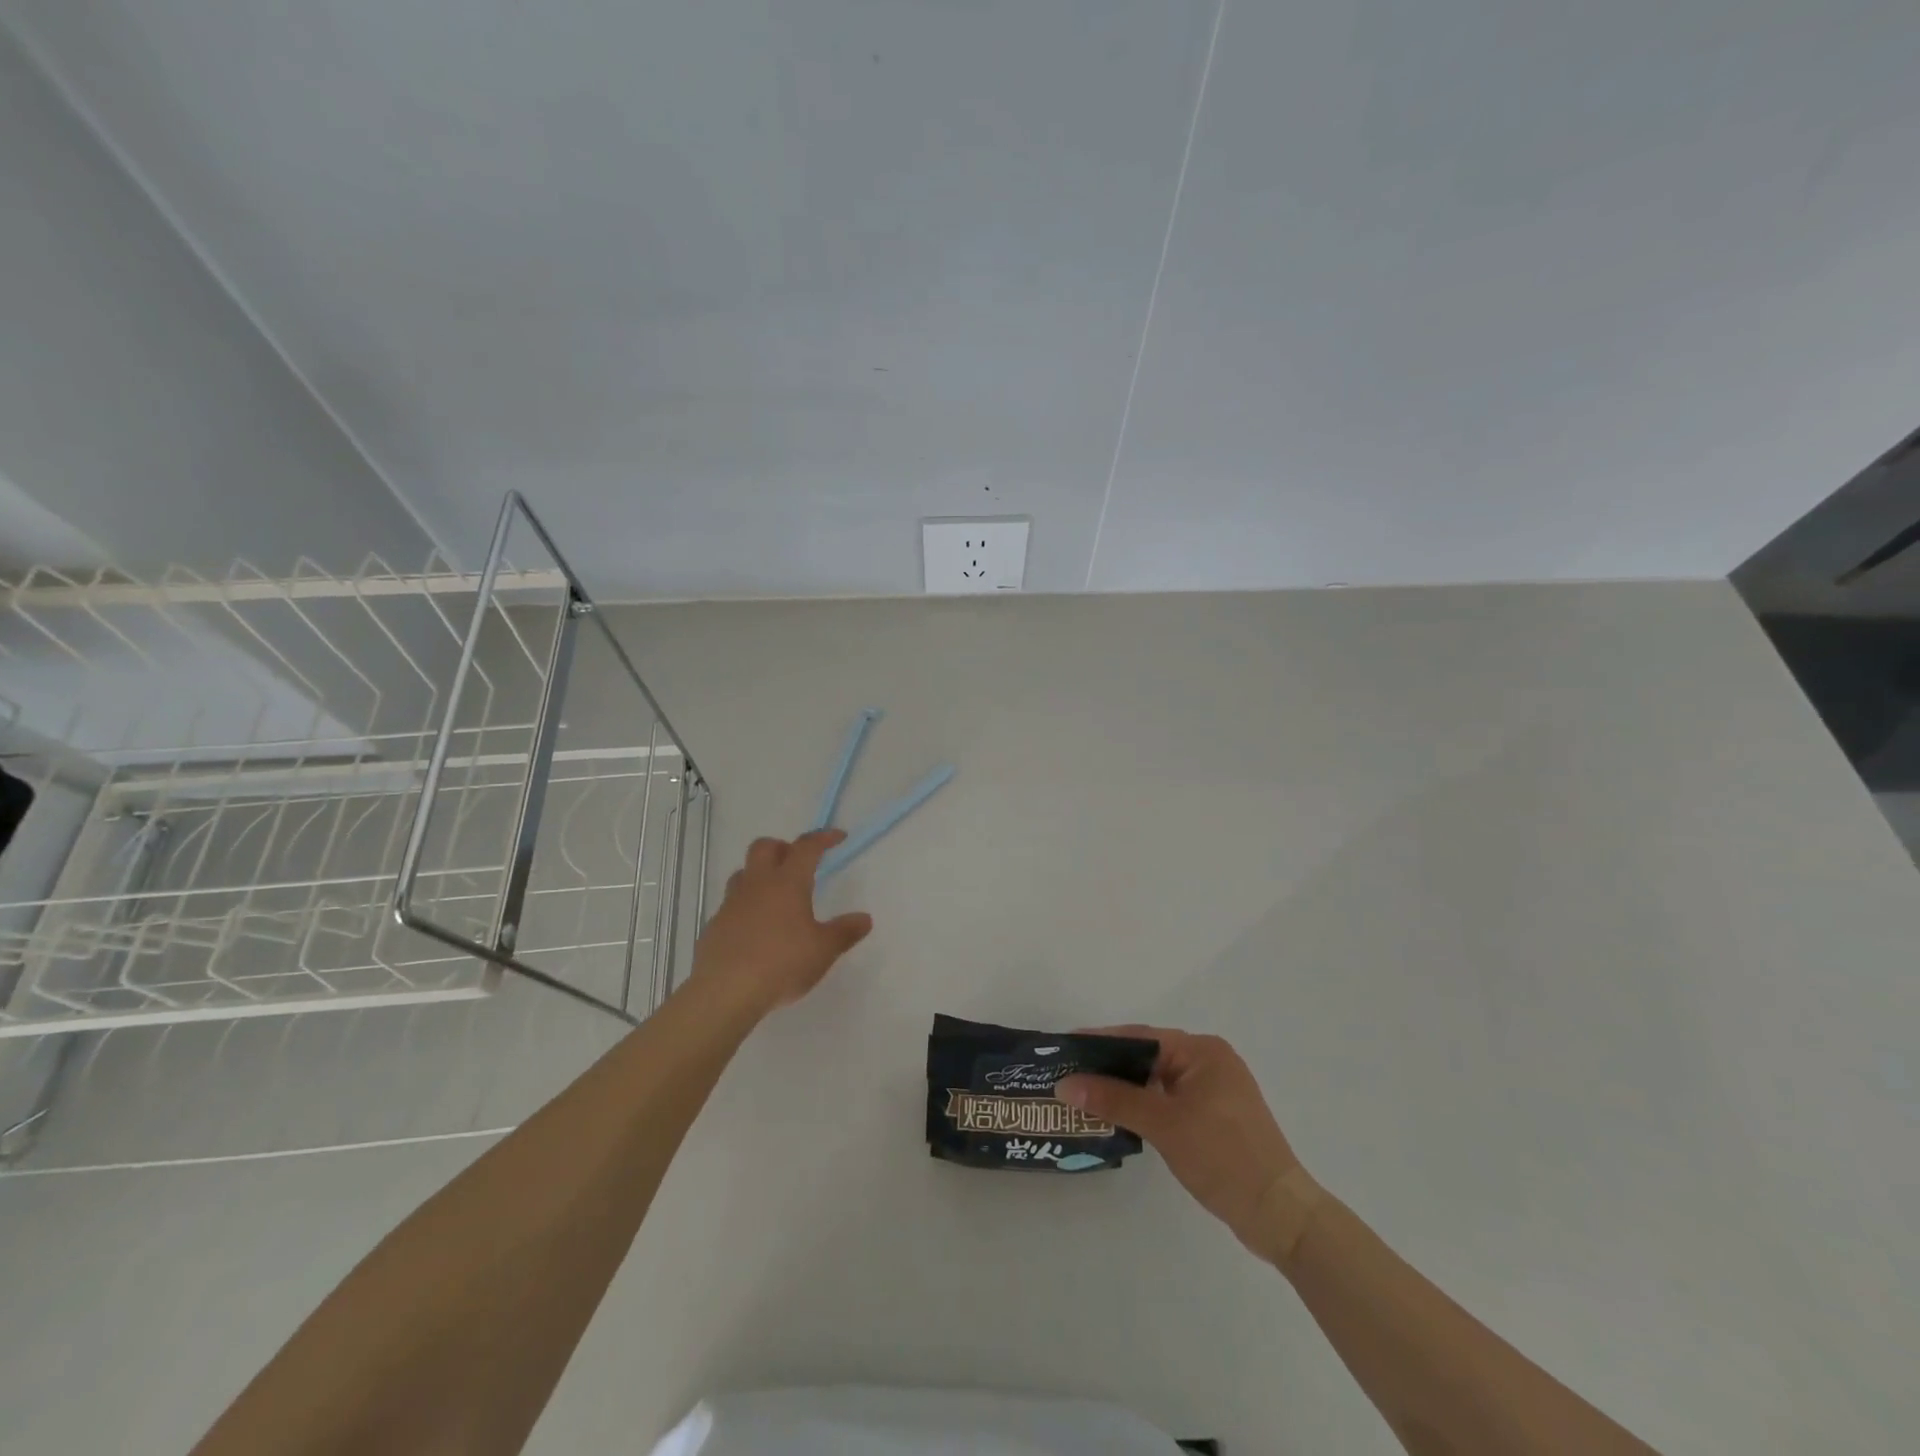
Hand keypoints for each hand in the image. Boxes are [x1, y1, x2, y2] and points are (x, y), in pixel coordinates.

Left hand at [690, 830, 872, 1017]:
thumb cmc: (782, 964)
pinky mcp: (714, 926)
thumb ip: (845, 932)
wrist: (725, 991)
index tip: (838, 837)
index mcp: (787, 883)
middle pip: (764, 847)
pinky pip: (731, 904)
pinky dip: (745, 906)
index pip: (806, 847)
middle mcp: (757, 885)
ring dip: (759, 874)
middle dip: (783, 847)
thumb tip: (864, 918)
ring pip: (743, 873)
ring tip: (775, 895)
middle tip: (798, 863)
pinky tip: (756, 930)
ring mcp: (731, 904)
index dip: (823, 838)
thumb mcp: (823, 950)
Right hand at [1055, 1028, 1303, 1260]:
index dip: (1100, 1042)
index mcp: (1203, 1051)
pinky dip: (1143, 1106)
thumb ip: (1114, 1099)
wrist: (1280, 1215)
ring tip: (1083, 1094)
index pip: (1141, 1037)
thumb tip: (1065, 1084)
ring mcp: (1214, 1091)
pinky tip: (1117, 1116)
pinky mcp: (1215, 1118)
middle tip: (1068, 1073)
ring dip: (1125, 1089)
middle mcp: (1209, 1062)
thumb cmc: (1223, 1156)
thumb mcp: (1164, 1124)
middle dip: (1109, 1066)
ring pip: (1156, 1081)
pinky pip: (1168, 1100)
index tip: (1064, 1047)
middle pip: (1147, 1056)